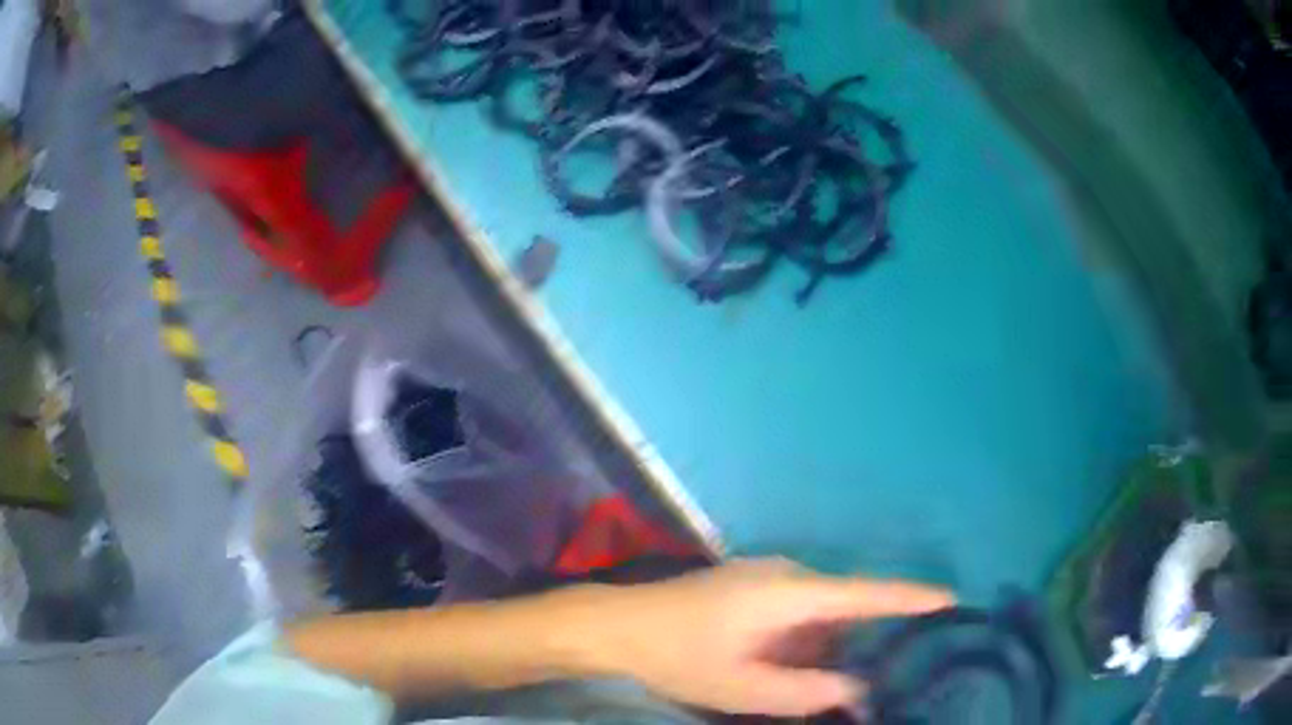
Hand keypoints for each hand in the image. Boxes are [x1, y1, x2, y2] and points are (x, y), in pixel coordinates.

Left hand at [569, 558, 954, 715]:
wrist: (615, 626)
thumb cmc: (676, 656)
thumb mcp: (741, 687)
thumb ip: (806, 691)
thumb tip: (858, 687)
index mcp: (789, 592)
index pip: (865, 593)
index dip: (910, 597)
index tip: (952, 599)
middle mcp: (785, 576)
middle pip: (848, 604)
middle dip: (875, 633)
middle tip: (906, 662)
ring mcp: (767, 579)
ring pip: (822, 612)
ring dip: (839, 642)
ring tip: (861, 674)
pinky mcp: (752, 590)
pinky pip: (800, 614)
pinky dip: (814, 640)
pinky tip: (811, 667)